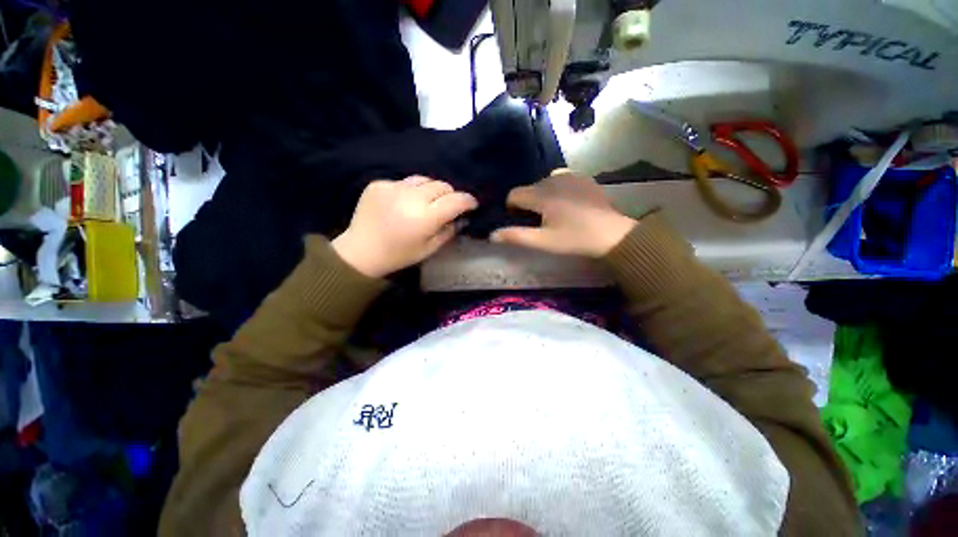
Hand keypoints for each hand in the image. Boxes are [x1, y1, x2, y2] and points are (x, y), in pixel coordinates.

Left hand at [332, 176, 477, 277]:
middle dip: (450, 195)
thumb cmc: (398, 255)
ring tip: (427, 202)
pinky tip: (404, 204)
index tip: (472, 204)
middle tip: (447, 206)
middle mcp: (411, 197)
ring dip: (431, 190)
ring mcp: (393, 187)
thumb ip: (448, 231)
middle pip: (442, 185)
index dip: (468, 201)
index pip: (456, 200)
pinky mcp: (379, 183)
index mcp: (425, 217)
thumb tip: (461, 218)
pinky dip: (410, 191)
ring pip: (424, 179)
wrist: (360, 251)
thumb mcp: (429, 249)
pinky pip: (404, 182)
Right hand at [490, 170, 635, 257]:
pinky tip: (567, 203)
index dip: (512, 208)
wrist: (612, 234)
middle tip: (540, 221)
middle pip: (529, 188)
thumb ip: (516, 236)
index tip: (522, 221)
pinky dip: (557, 189)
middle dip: (528, 203)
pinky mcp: (582, 177)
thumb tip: (492, 235)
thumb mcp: (543, 241)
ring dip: (542, 196)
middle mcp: (553, 179)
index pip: (514, 194)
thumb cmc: (575, 239)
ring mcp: (570, 176)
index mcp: (542, 194)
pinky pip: (560, 179)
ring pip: (544, 183)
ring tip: (553, 212)